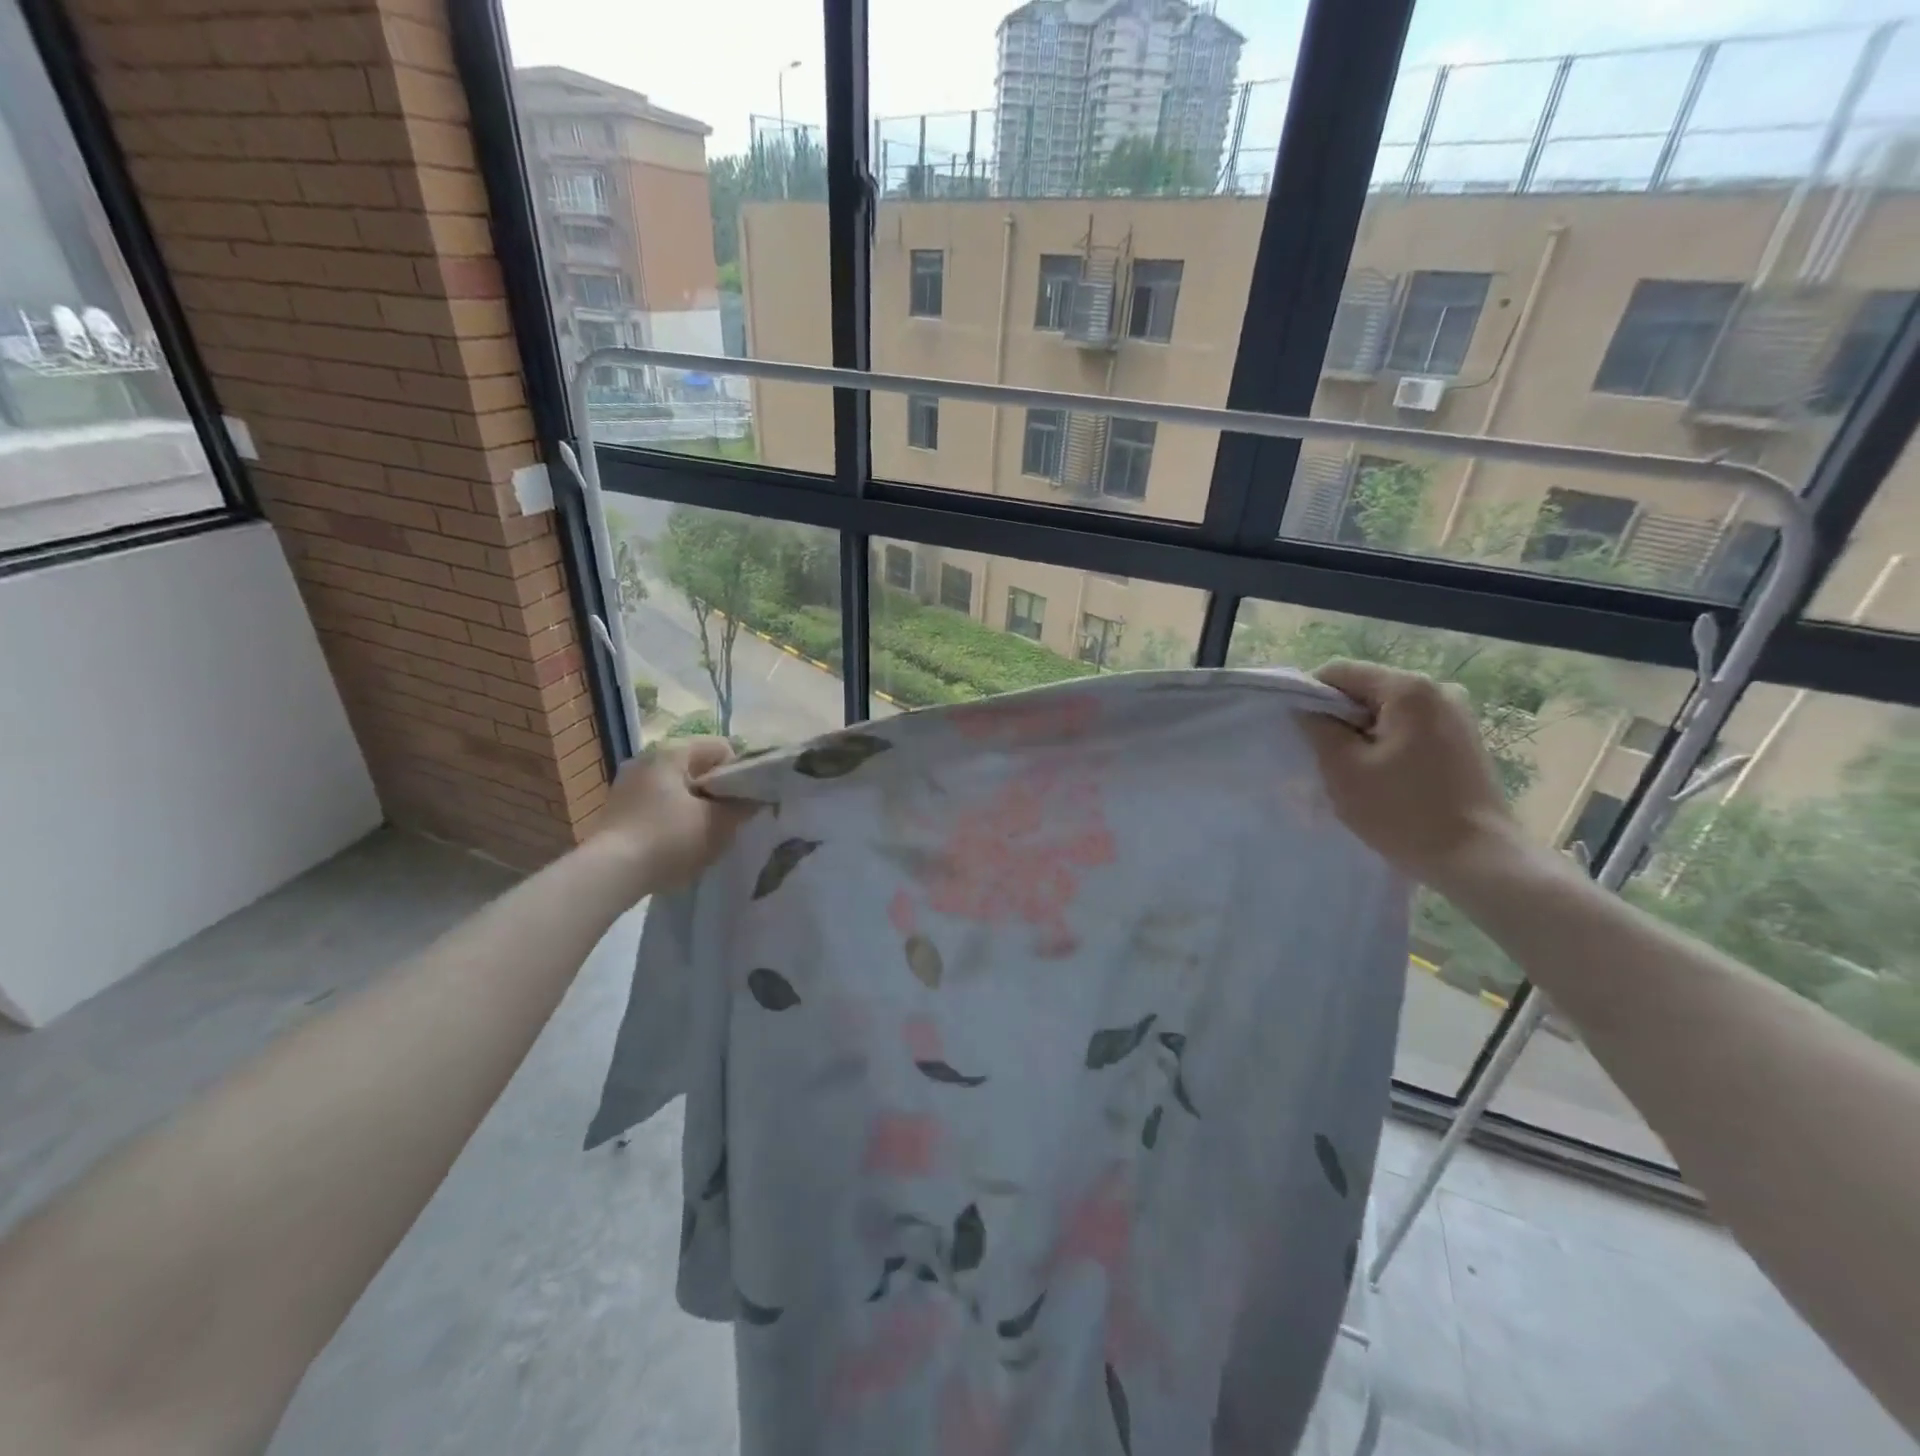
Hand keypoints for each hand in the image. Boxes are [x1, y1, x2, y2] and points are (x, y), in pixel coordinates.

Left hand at [590, 737, 753, 892]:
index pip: (721, 748)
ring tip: (703, 835)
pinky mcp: (617, 808)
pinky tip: (676, 844)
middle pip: (697, 767)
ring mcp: (627, 783)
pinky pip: (657, 805)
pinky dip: (671, 818)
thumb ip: (743, 807)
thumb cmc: (669, 839)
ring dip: (694, 806)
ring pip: (677, 787)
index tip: (744, 802)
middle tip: (728, 820)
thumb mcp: (718, 824)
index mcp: (673, 751)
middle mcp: (647, 757)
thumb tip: (755, 799)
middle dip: (716, 791)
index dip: (740, 773)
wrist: (610, 874)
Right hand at [1299, 660, 1523, 890]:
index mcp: (1409, 689)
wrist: (1475, 859)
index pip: (1340, 672)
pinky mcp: (1464, 741)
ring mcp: (1458, 716)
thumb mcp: (1343, 768)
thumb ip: (1318, 728)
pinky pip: (1411, 729)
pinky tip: (1385, 779)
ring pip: (1388, 712)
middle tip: (1327, 759)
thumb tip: (1305, 708)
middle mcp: (1439, 690)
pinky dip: (1388, 745)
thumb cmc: (1402, 811)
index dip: (1311, 696)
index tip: (1302, 733)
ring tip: (1356, 773)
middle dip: (1340, 718)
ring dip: (1364, 735)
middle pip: (1367, 690)